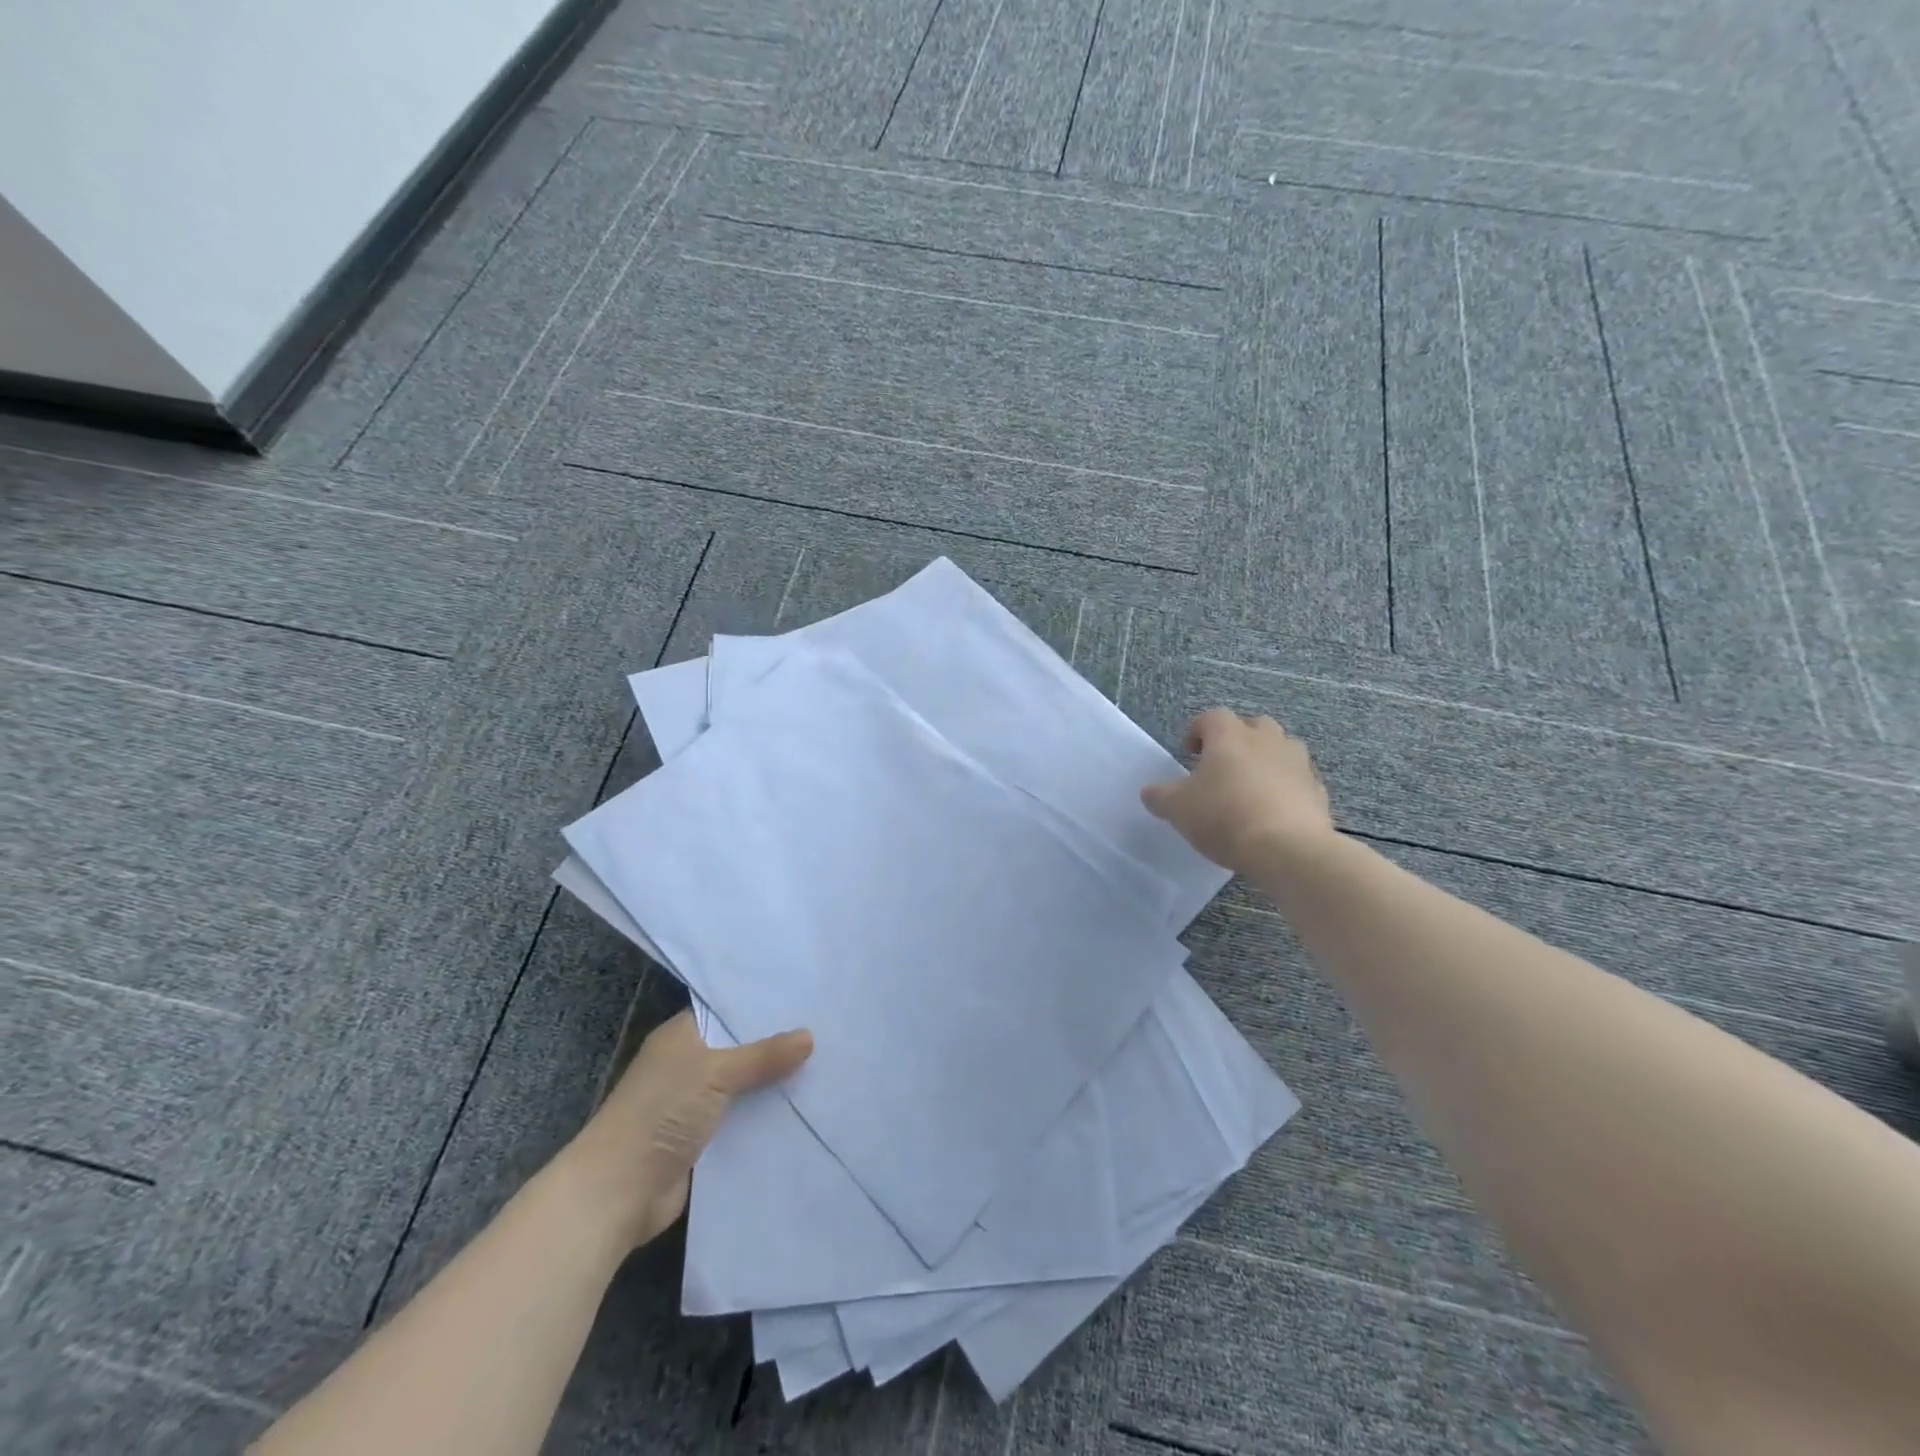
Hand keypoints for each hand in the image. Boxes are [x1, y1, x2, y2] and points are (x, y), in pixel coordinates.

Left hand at [561, 1010, 812, 1249]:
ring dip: (774, 1085)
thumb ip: (763, 1056)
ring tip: (828, 1068)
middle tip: (828, 1031)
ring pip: (744, 1087)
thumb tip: (809, 1036)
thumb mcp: (716, 1073)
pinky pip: (742, 1121)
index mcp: (682, 1036)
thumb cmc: (661, 1114)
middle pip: (740, 1049)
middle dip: (777, 1046)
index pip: (728, 1010)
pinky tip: (805, 1111)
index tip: (806, 998)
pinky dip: (765, 1119)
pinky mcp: (702, 1141)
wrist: (617, 1193)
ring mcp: (693, 1104)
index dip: (764, 1006)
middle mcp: (687, 1064)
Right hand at [1140, 709, 1335, 875]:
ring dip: (1266, 762)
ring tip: (1250, 789)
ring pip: (1281, 751)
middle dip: (1238, 740)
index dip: (1197, 731)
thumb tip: (1151, 792)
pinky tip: (1273, 814)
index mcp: (1230, 736)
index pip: (1212, 717)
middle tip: (1222, 766)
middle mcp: (1268, 740)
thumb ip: (1160, 796)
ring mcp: (1298, 764)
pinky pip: (1298, 782)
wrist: (1287, 849)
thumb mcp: (1177, 808)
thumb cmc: (1224, 817)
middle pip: (1253, 726)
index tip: (1188, 752)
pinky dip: (1286, 790)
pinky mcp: (1318, 792)